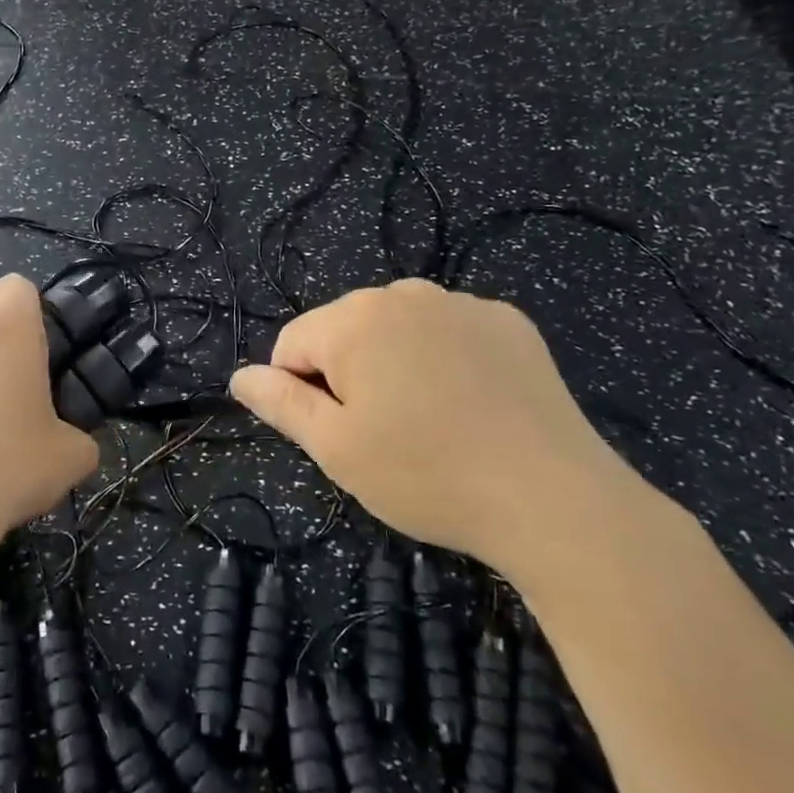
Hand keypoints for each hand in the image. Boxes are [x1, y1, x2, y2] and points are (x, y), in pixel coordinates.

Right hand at [229, 279, 653, 580]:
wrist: (553, 498)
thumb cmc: (427, 474)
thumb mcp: (336, 449)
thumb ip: (280, 403)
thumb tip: (240, 376)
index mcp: (353, 320)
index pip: (292, 344)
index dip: (303, 393)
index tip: (341, 435)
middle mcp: (403, 294)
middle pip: (344, 331)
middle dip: (350, 375)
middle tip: (387, 434)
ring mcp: (461, 303)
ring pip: (397, 329)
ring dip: (395, 364)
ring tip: (430, 421)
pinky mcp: (507, 321)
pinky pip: (449, 331)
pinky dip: (445, 359)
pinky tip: (472, 404)